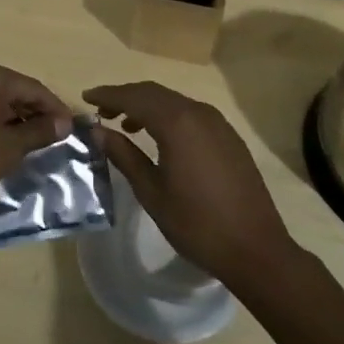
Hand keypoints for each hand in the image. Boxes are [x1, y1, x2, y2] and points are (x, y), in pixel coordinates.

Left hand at [0, 60, 72, 221]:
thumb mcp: (9, 148)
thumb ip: (39, 132)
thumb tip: (64, 123)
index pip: (33, 88)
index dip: (55, 109)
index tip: (74, 130)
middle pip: (15, 90)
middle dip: (37, 114)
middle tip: (58, 139)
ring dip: (18, 120)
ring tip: (37, 145)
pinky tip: (9, 144)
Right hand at [85, 81, 296, 290]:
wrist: (256, 250)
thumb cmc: (197, 224)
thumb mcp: (152, 192)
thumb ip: (124, 155)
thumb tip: (98, 131)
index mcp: (177, 122)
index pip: (134, 97)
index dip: (108, 95)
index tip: (86, 97)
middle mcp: (198, 112)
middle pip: (154, 93)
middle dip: (126, 97)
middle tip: (102, 110)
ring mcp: (217, 123)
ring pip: (174, 101)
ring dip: (147, 106)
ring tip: (126, 125)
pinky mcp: (229, 137)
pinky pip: (191, 114)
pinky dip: (169, 116)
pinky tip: (160, 138)